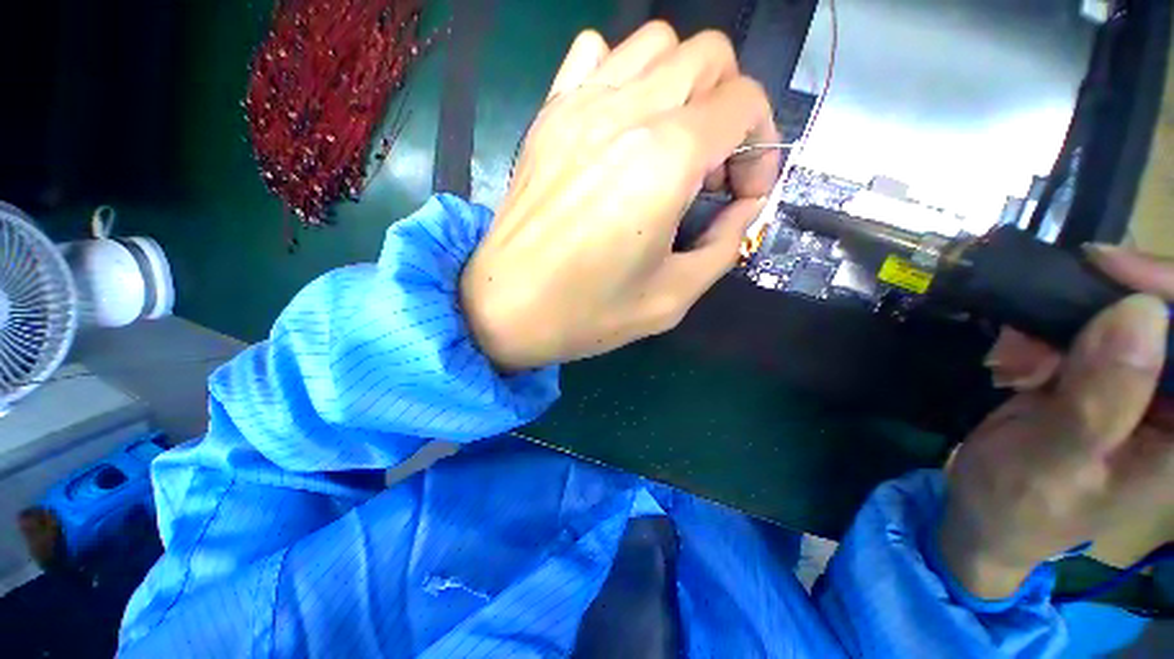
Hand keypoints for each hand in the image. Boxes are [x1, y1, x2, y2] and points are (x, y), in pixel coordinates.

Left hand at [460, 22, 779, 370]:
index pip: (744, 104)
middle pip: (709, 57)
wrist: (506, 309)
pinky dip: (624, 75)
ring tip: (670, 147)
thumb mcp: (673, 297)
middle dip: (729, 109)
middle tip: (709, 171)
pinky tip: (621, 126)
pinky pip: (595, 54)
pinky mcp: (548, 116)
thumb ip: (724, 245)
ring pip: (657, 44)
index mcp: (663, 161)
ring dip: (683, 87)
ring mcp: (578, 106)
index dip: (761, 148)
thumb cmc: (587, 313)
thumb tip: (743, 206)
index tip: (741, 193)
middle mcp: (624, 114)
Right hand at [940, 246, 1173, 599]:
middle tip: (1033, 339)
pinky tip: (1013, 364)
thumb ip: (1099, 400)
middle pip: (1163, 319)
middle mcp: (1173, 404)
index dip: (1171, 291)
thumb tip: (1139, 313)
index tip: (1107, 267)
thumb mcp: (1053, 462)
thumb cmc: (1018, 505)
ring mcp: (1135, 387)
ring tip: (1013, 364)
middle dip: (1095, 313)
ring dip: (1056, 328)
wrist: (985, 515)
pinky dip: (1040, 336)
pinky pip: (1080, 329)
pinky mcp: (1097, 377)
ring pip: (1115, 317)